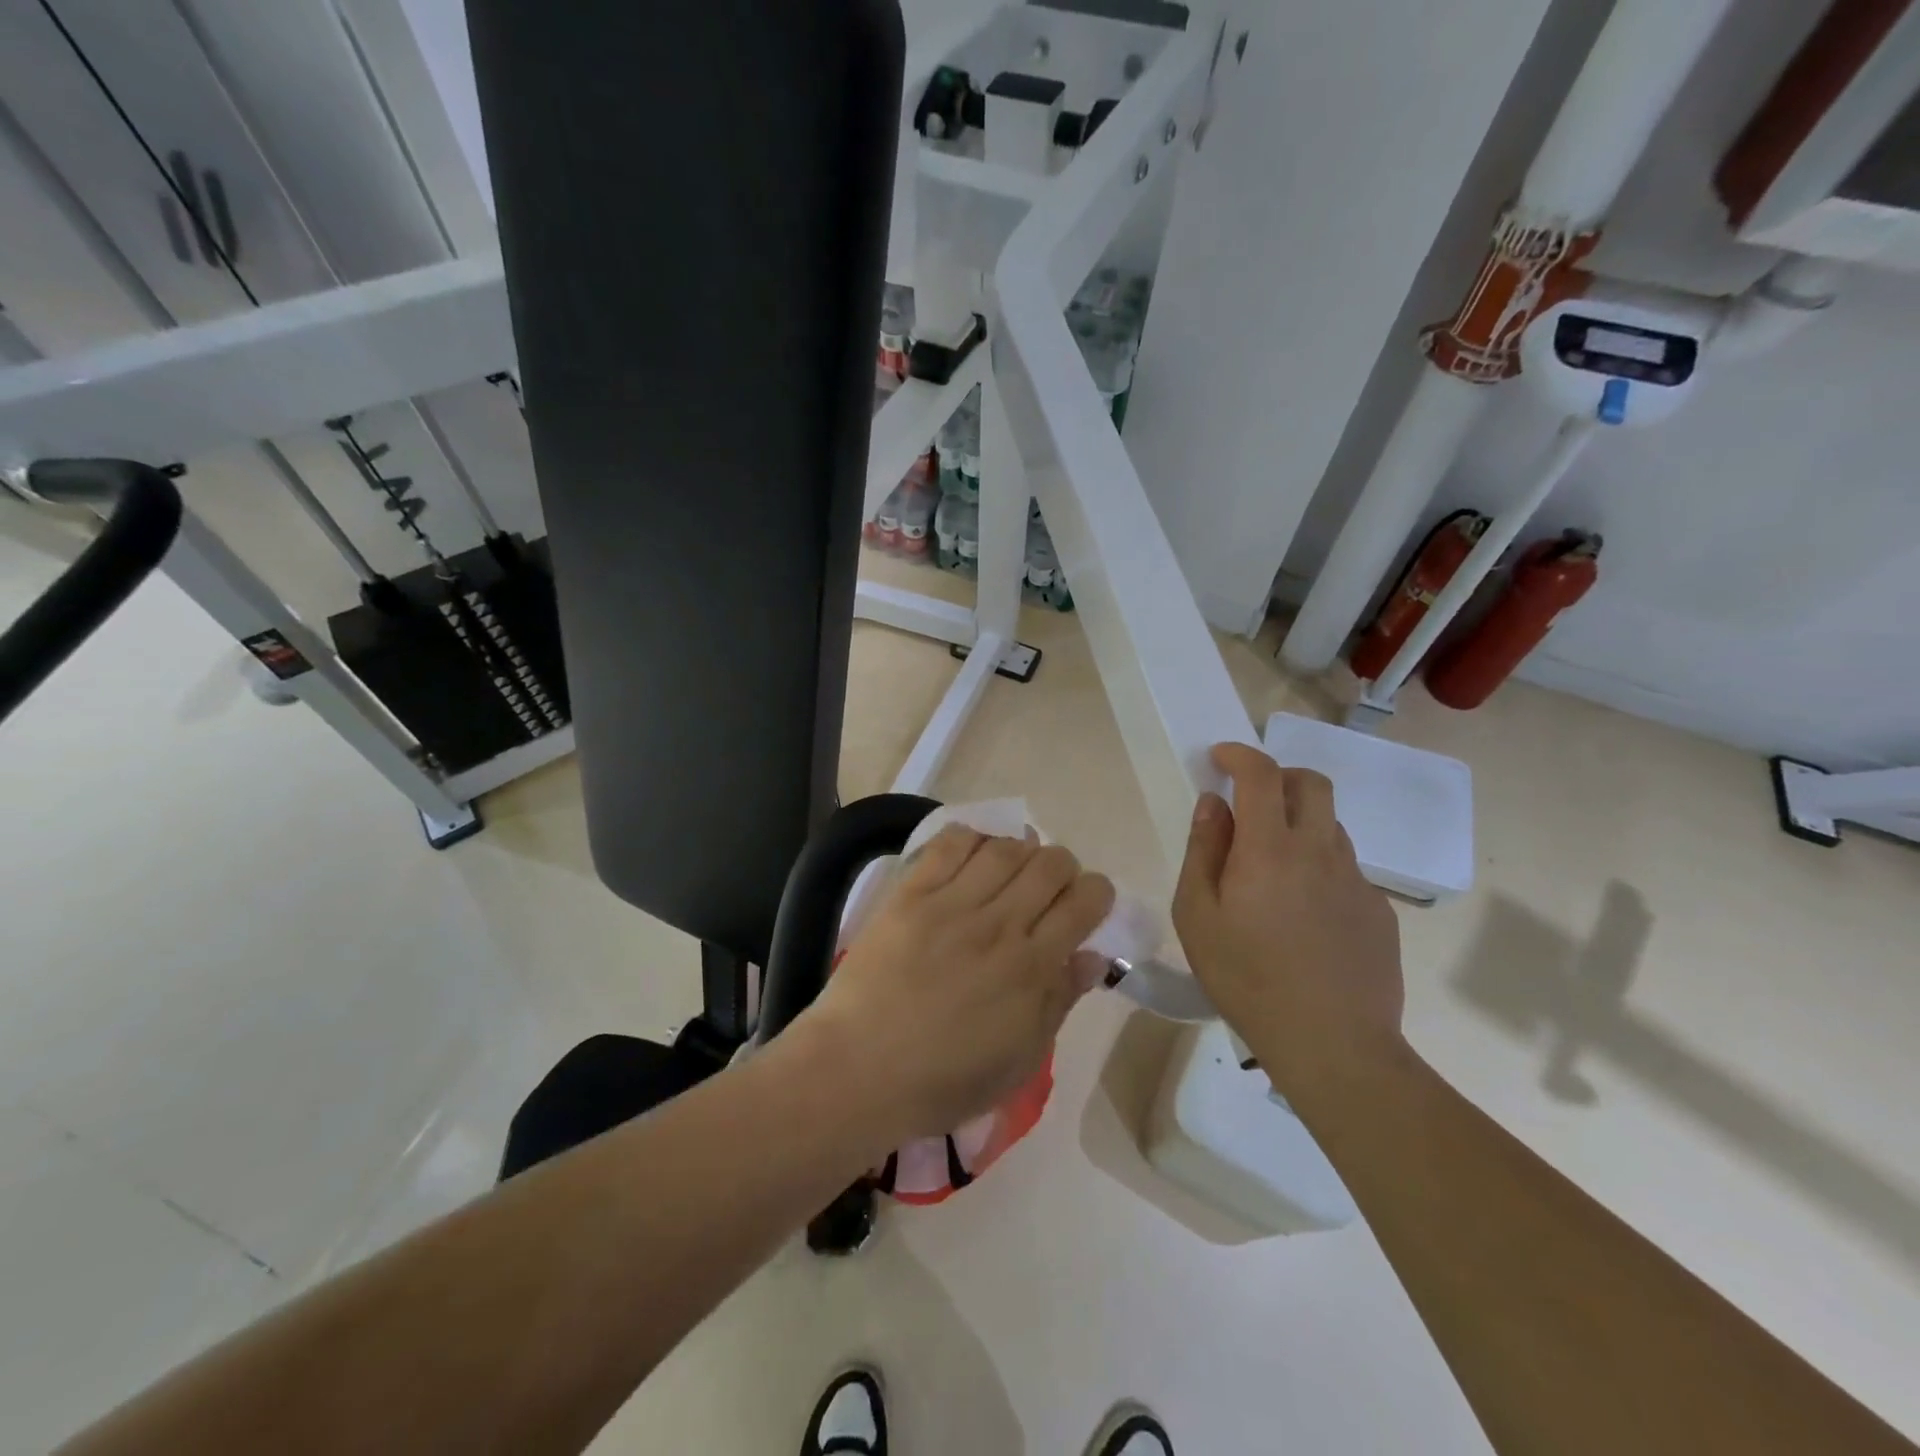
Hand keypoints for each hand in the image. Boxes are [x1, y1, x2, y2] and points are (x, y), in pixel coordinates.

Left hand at [802, 827, 1114, 1145]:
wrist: (857, 1070)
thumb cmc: (942, 1080)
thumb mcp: (1018, 1059)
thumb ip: (1059, 1001)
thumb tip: (1093, 957)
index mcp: (1031, 968)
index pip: (1084, 902)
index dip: (1097, 893)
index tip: (1087, 904)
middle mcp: (999, 925)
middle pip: (1050, 865)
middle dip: (1063, 868)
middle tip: (1050, 888)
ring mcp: (951, 904)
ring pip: (1005, 848)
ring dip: (1020, 851)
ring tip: (1010, 870)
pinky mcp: (911, 893)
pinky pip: (949, 845)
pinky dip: (971, 839)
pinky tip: (973, 855)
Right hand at [1173, 743, 1405, 1100]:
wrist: (1333, 1045)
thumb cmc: (1247, 978)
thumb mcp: (1197, 916)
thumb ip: (1203, 851)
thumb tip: (1213, 805)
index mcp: (1270, 848)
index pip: (1261, 775)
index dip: (1240, 755)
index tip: (1220, 758)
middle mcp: (1320, 850)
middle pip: (1311, 784)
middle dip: (1279, 777)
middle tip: (1251, 802)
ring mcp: (1356, 880)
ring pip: (1331, 825)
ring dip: (1300, 823)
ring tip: (1273, 867)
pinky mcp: (1378, 910)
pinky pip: (1346, 867)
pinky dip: (1319, 866)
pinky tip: (1303, 913)